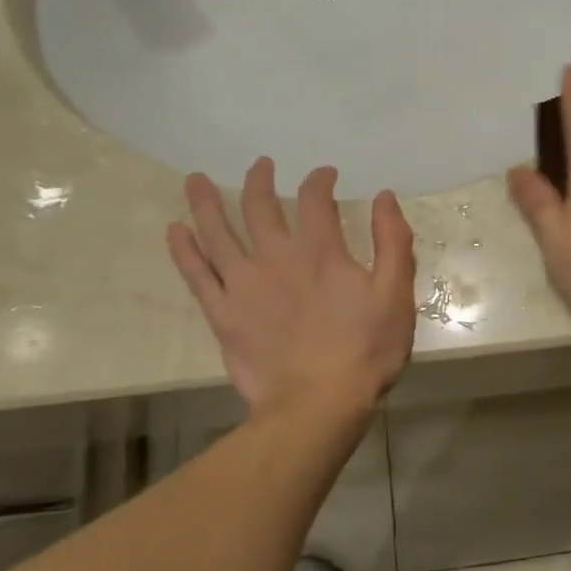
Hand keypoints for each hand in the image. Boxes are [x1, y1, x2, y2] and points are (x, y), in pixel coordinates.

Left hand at [167, 159, 417, 415]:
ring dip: (206, 202)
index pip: (315, 199)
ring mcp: (243, 285)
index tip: (326, 175)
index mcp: (320, 251)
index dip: (320, 180)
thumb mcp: (395, 295)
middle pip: (259, 206)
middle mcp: (276, 257)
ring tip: (196, 179)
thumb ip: (392, 242)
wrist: (318, 404)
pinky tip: (175, 231)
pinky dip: (184, 250)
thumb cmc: (365, 350)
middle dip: (260, 180)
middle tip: (261, 165)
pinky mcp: (222, 314)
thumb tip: (384, 197)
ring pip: (217, 232)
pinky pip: (196, 275)